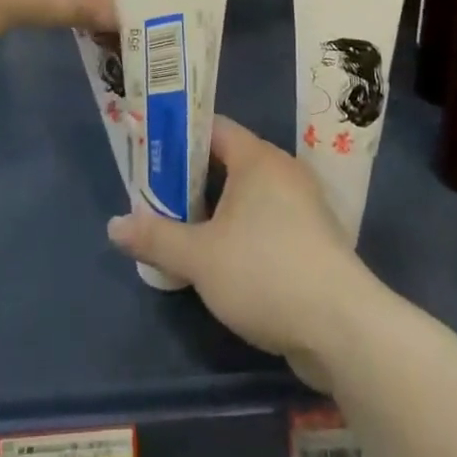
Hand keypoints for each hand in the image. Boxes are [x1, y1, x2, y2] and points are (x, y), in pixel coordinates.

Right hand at [106, 117, 368, 389]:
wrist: (343, 328)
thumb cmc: (265, 273)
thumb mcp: (199, 257)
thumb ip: (156, 237)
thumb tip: (113, 225)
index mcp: (257, 158)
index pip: (212, 128)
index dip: (178, 137)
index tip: (149, 152)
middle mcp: (282, 171)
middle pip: (228, 161)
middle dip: (190, 178)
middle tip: (155, 195)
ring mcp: (302, 205)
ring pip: (247, 195)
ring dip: (215, 209)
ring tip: (179, 227)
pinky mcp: (312, 240)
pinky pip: (266, 220)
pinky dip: (240, 230)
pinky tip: (218, 258)